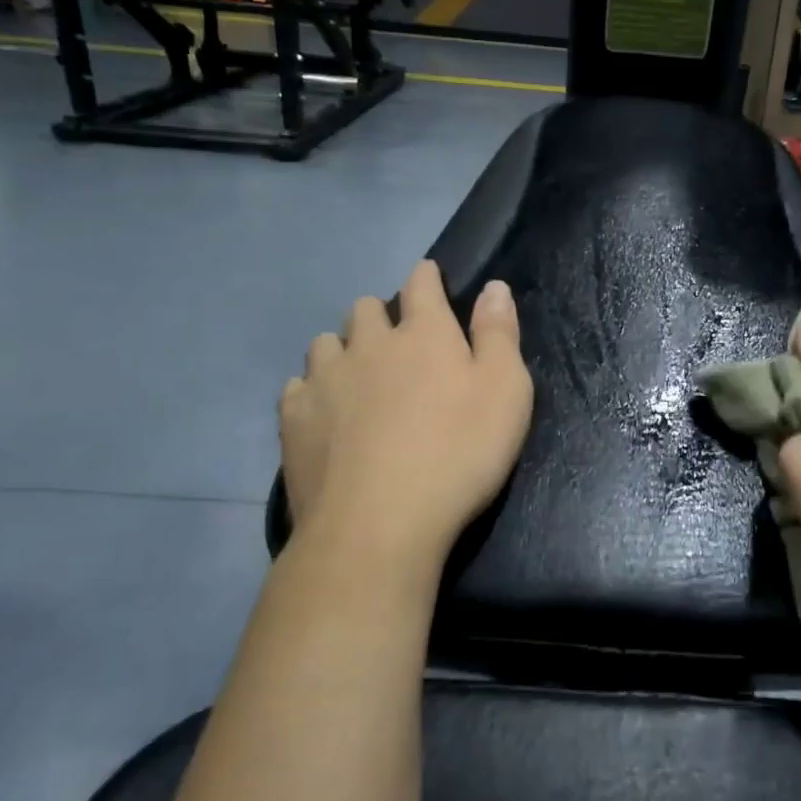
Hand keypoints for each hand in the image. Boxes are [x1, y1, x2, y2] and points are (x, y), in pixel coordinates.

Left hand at [278, 262, 532, 597]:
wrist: (379, 523)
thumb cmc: (459, 453)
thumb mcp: (506, 392)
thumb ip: (499, 334)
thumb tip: (494, 287)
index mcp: (423, 333)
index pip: (421, 284)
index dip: (426, 277)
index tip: (428, 277)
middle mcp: (368, 344)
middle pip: (365, 308)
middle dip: (380, 316)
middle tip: (397, 343)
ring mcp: (324, 380)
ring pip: (325, 343)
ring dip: (342, 350)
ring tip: (356, 377)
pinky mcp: (293, 419)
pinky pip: (297, 387)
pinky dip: (312, 391)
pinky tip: (324, 414)